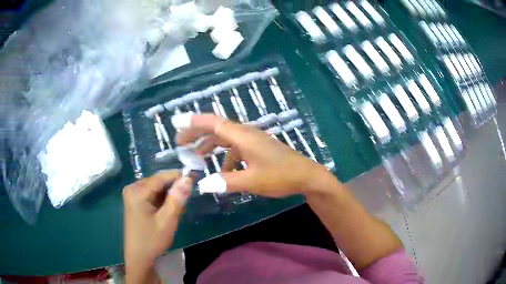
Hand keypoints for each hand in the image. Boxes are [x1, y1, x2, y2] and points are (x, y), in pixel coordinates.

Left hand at [123, 170, 191, 281]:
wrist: (139, 257)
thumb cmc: (152, 240)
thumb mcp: (167, 220)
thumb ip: (177, 198)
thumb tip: (187, 178)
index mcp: (137, 191)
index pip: (161, 177)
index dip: (179, 176)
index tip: (195, 177)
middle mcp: (133, 188)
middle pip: (158, 182)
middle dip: (174, 189)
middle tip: (187, 200)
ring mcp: (133, 195)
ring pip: (157, 189)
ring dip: (169, 196)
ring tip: (179, 209)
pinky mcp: (135, 201)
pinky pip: (152, 195)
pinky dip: (163, 201)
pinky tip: (169, 211)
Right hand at [176, 114, 329, 197]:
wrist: (306, 176)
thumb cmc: (281, 176)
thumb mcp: (252, 181)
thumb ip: (226, 182)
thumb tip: (202, 185)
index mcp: (243, 137)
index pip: (213, 123)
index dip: (194, 122)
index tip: (177, 123)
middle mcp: (246, 134)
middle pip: (216, 129)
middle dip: (197, 134)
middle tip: (180, 143)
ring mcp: (252, 141)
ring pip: (225, 139)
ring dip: (210, 146)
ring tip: (197, 158)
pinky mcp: (257, 149)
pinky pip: (235, 149)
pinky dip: (225, 158)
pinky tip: (224, 173)